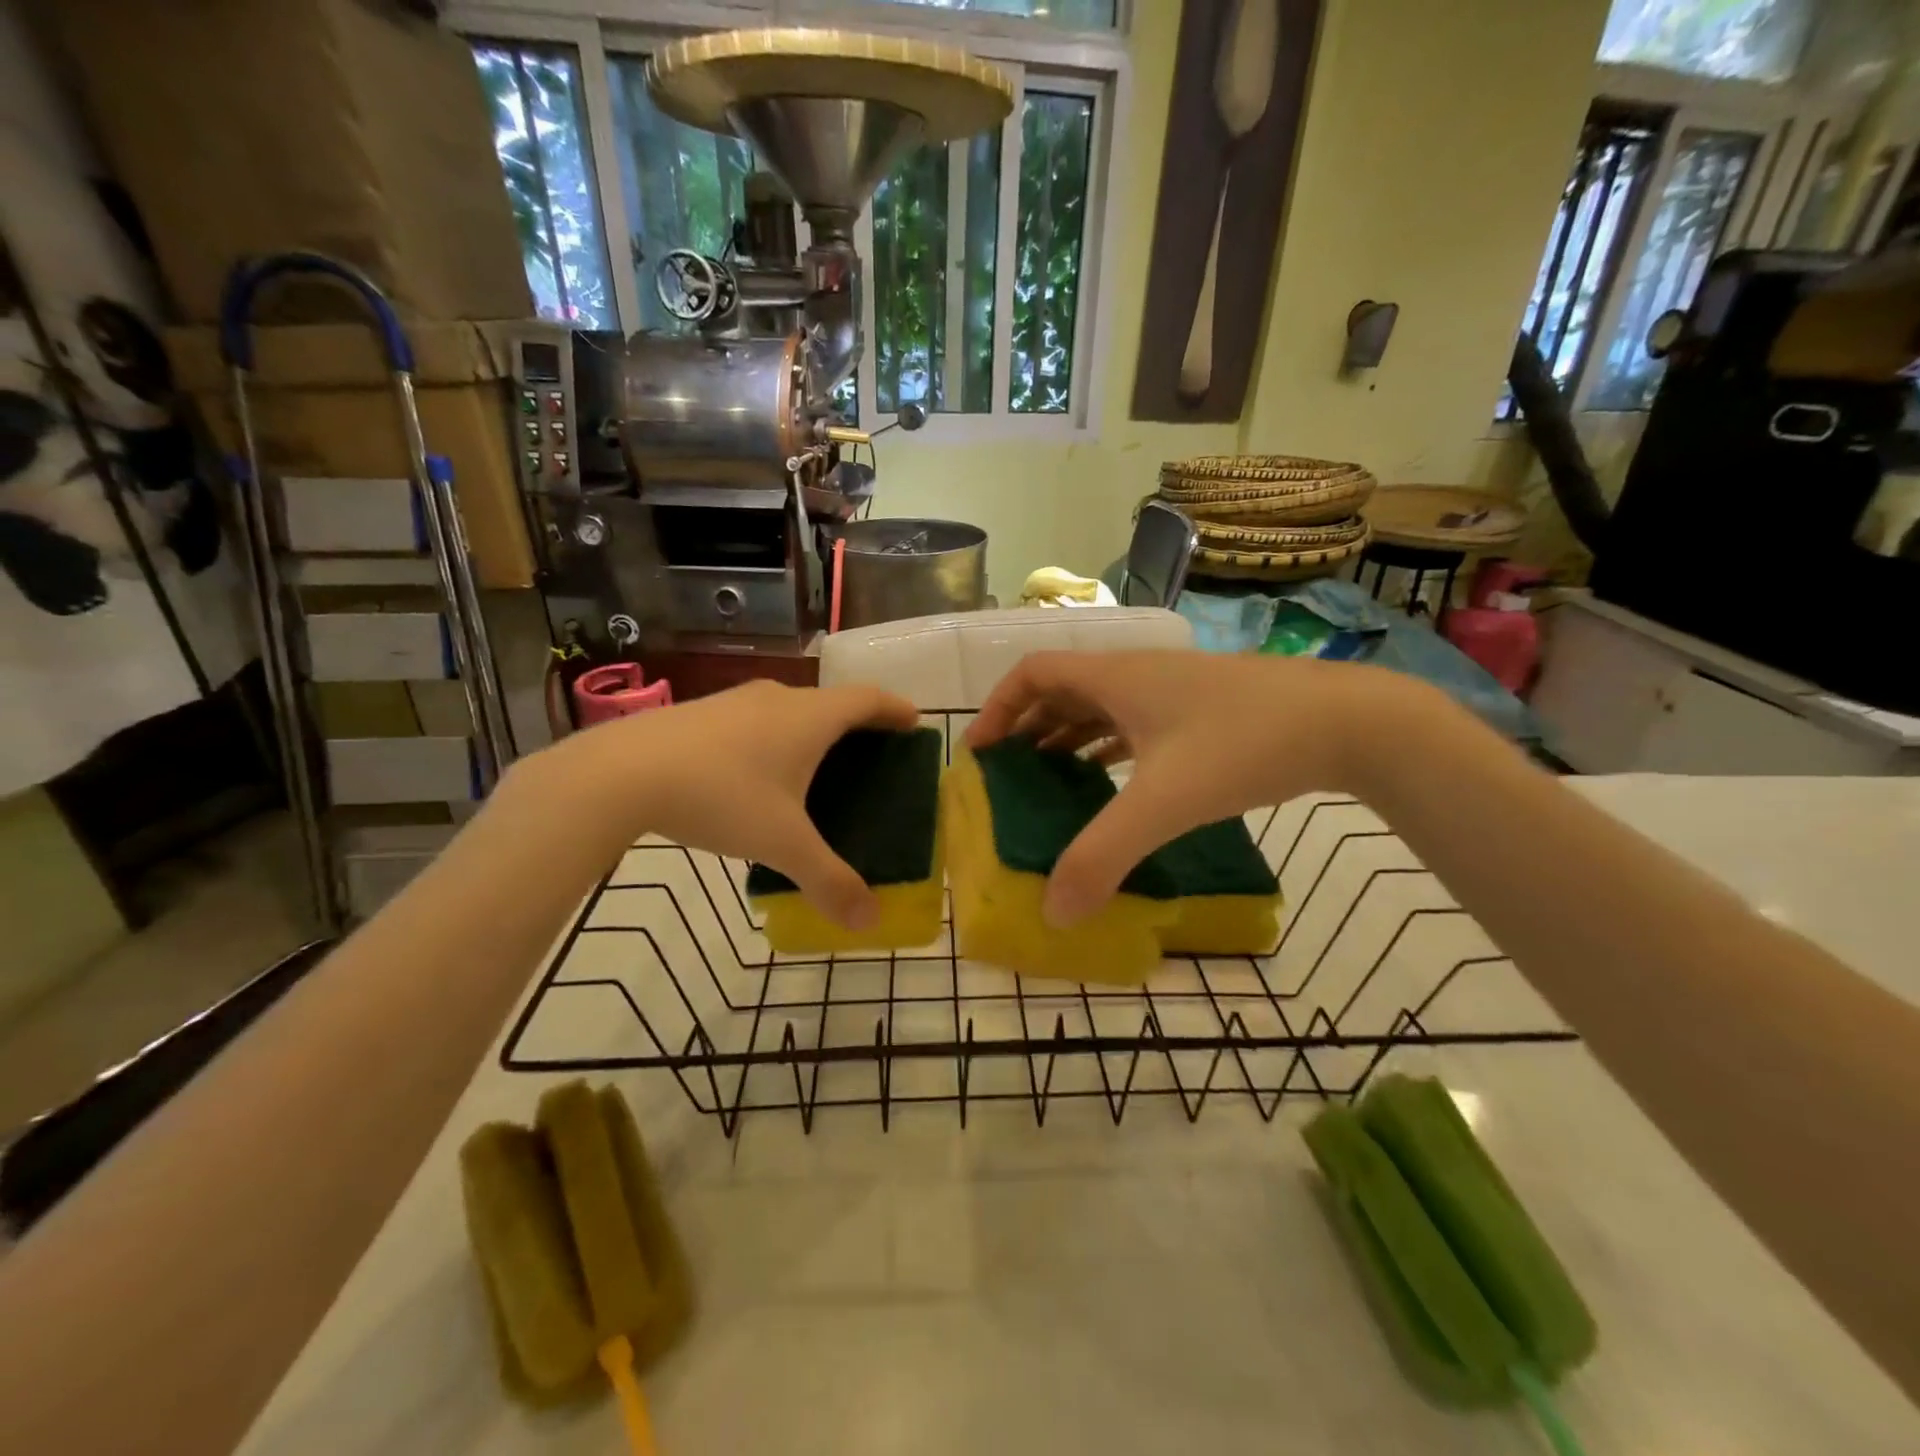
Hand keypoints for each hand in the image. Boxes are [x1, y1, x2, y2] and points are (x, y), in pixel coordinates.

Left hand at [527, 680, 919, 928]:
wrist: (621, 773)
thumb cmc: (722, 796)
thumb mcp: (781, 844)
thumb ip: (828, 881)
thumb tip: (869, 923)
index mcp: (810, 717)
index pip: (868, 700)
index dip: (895, 709)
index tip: (913, 722)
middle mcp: (778, 698)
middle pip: (831, 703)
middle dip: (856, 725)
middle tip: (870, 757)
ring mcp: (734, 701)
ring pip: (788, 710)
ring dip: (810, 731)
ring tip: (814, 769)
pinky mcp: (699, 714)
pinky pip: (754, 721)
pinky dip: (772, 739)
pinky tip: (754, 777)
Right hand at [965, 652, 1398, 924]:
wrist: (1348, 722)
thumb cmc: (1244, 744)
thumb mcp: (1165, 803)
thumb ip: (1104, 856)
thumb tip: (1053, 912)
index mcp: (1114, 678)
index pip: (1033, 673)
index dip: (997, 707)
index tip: (981, 753)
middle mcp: (1135, 676)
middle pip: (1060, 689)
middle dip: (1026, 728)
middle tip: (1007, 776)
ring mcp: (1170, 692)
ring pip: (1098, 707)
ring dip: (1065, 738)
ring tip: (1046, 782)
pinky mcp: (1197, 712)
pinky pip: (1131, 723)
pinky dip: (1105, 747)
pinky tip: (1108, 781)